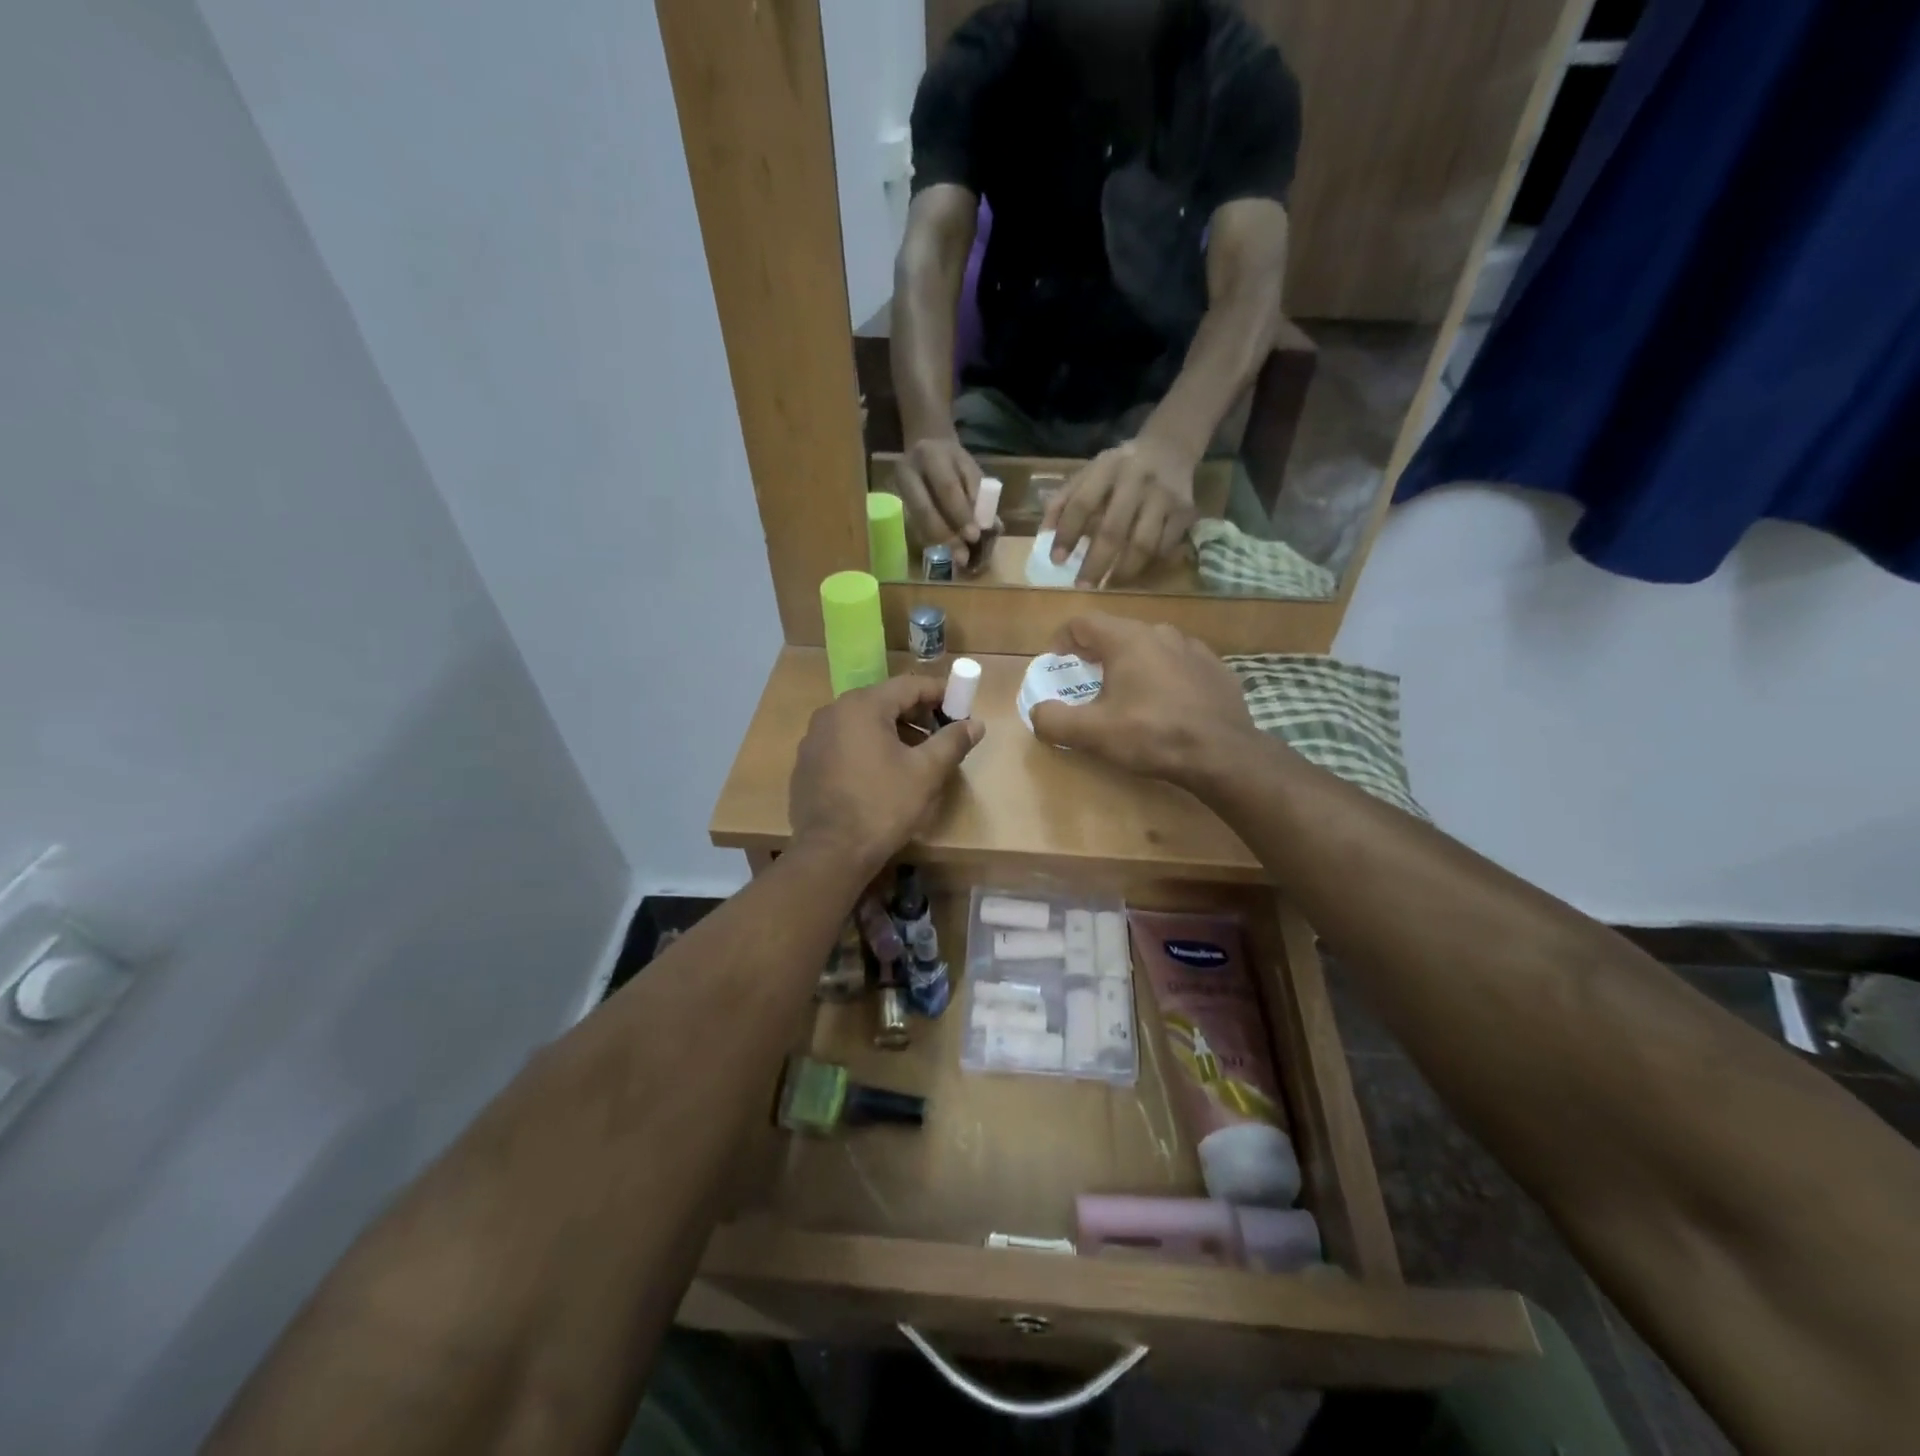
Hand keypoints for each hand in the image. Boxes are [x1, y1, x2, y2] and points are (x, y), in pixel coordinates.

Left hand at [790, 675, 983, 870]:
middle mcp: (833, 712)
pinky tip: (884, 774)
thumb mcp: (926, 773)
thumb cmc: (883, 806)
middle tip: (942, 734)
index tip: (961, 708)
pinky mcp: (807, 762)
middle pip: (884, 701)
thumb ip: (952, 742)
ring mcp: (815, 737)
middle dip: (917, 714)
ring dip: (894, 732)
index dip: (939, 693)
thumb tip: (976, 724)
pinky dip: (869, 748)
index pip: (909, 685)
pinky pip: (845, 742)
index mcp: (862, 706)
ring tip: (917, 757)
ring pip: (863, 723)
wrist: (830, 853)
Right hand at [897, 435, 984, 566]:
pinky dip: (931, 541)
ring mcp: (898, 489)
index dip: (961, 514)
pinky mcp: (897, 504)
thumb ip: (979, 495)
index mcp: (930, 455)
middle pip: (924, 509)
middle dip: (946, 535)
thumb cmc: (954, 462)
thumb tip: (992, 527)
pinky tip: (945, 551)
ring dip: (938, 543)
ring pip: (917, 522)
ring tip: (957, 559)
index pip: (946, 488)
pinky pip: (914, 527)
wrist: (926, 449)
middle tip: (963, 556)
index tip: (975, 536)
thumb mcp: (969, 469)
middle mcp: (907, 471)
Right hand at [1028, 614, 1264, 786]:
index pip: (1083, 622)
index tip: (1056, 663)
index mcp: (1127, 639)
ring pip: (1150, 647)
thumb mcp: (1092, 733)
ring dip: (1131, 664)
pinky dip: (1163, 676)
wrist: (1223, 754)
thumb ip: (1054, 720)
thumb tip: (1037, 713)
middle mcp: (1161, 632)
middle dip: (1096, 653)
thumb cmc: (1152, 735)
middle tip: (1086, 681)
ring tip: (1126, 693)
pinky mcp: (1216, 669)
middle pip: (1117, 633)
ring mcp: (1193, 648)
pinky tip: (1164, 704)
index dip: (1062, 640)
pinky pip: (1178, 664)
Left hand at [1042, 434, 1197, 586]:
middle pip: (1113, 530)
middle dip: (1095, 563)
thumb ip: (1063, 501)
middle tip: (1082, 586)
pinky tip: (1135, 572)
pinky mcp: (1185, 511)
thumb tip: (1044, 536)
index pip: (1081, 504)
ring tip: (1108, 585)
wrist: (1170, 447)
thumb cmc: (1119, 468)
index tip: (1057, 561)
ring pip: (1143, 544)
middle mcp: (1137, 480)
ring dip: (1123, 571)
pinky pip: (1164, 547)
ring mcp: (1164, 496)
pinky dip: (1148, 564)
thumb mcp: (1088, 473)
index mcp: (1107, 468)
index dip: (1067, 535)